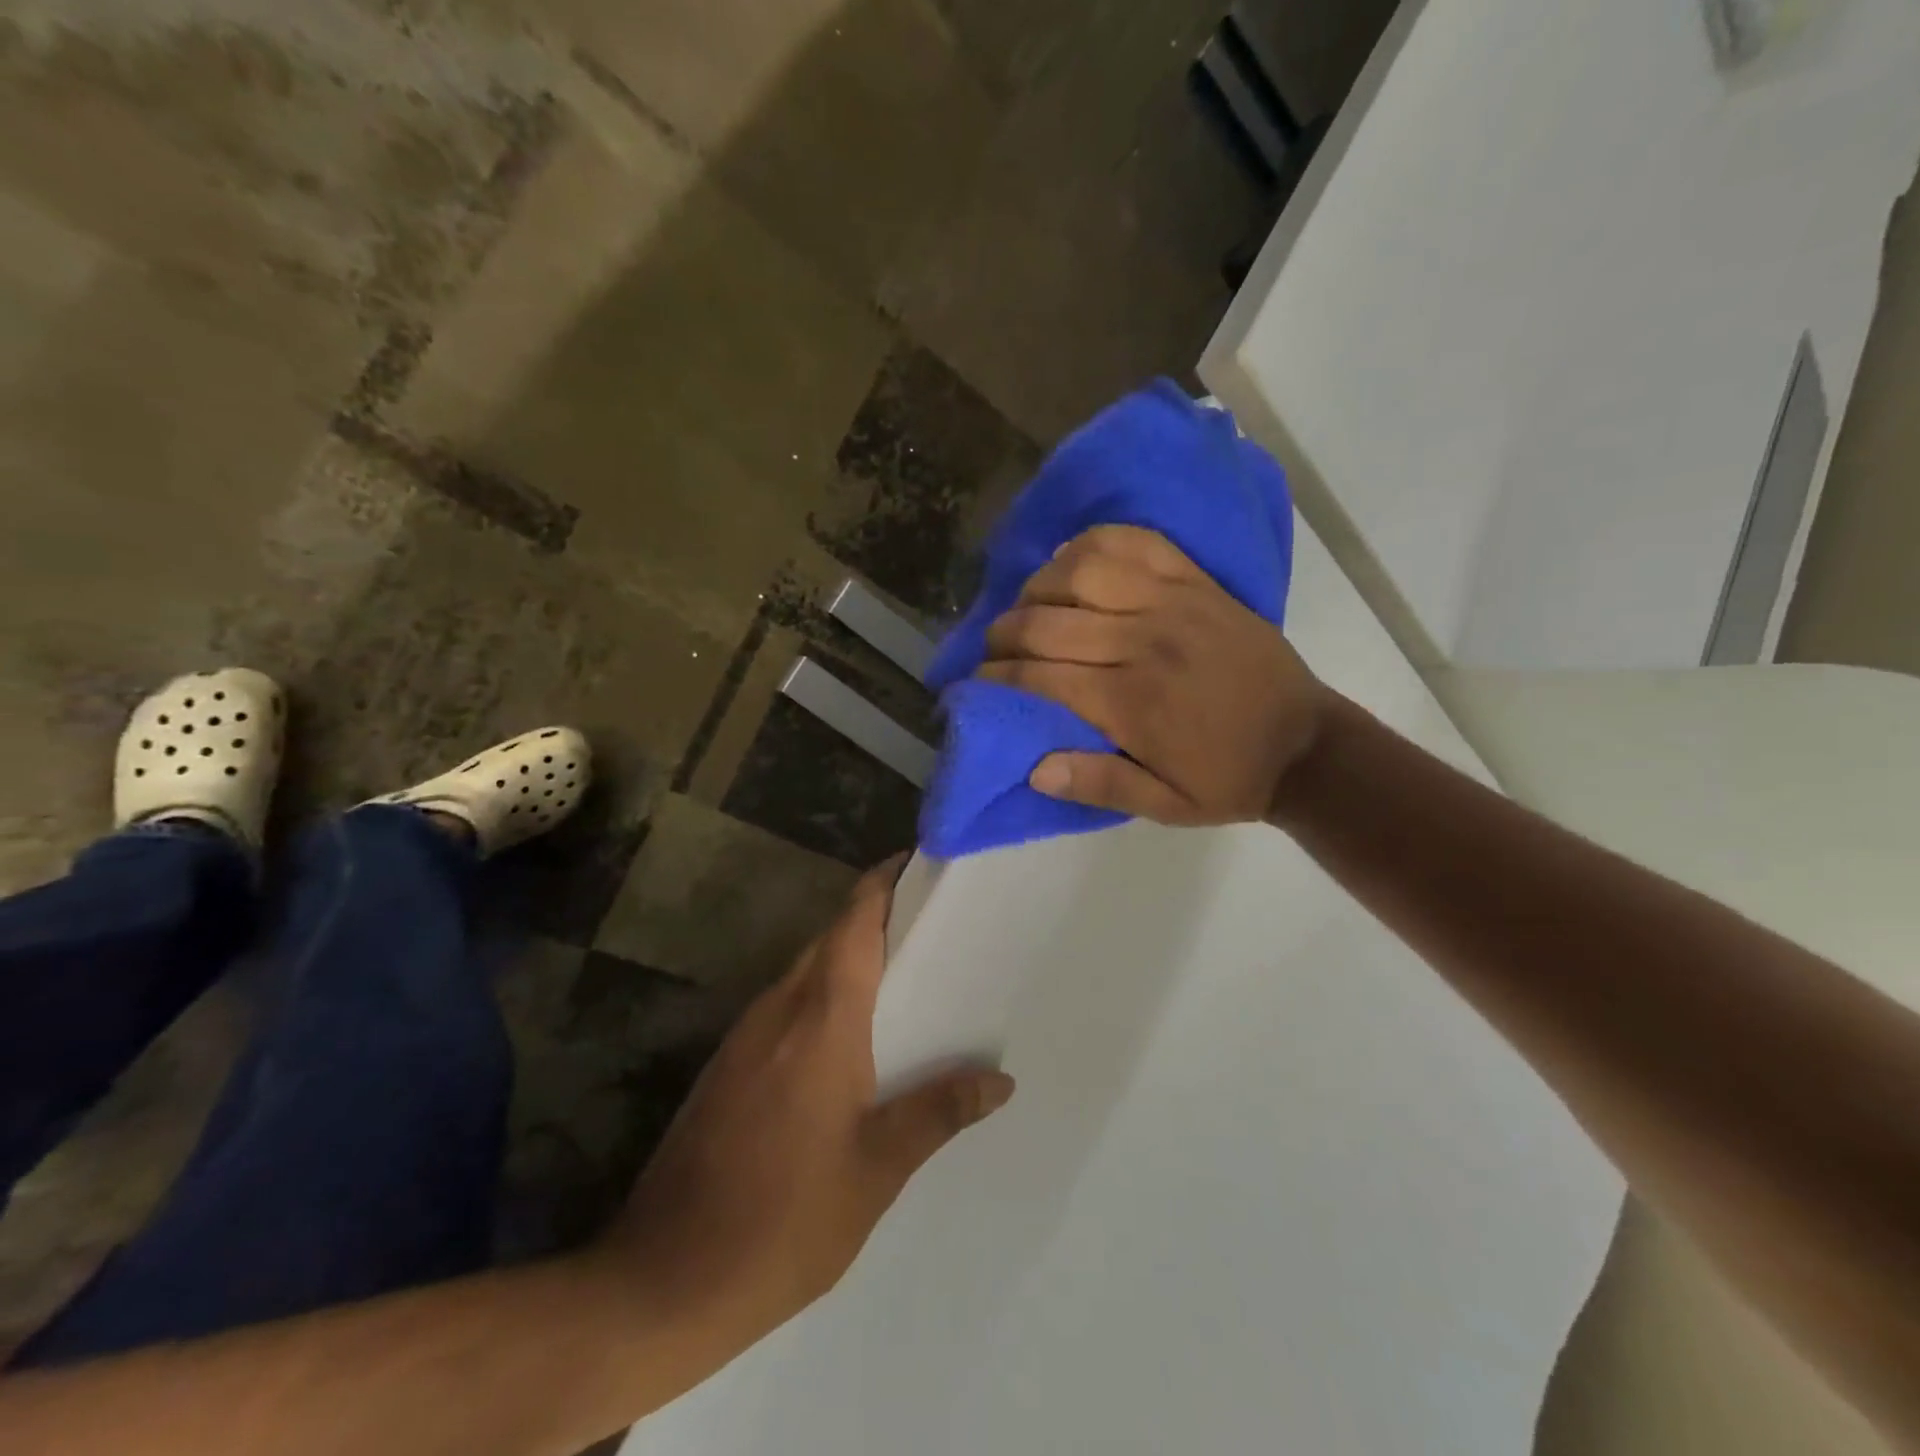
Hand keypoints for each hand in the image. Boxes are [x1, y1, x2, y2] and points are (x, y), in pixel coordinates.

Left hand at [597, 858, 1014, 1347]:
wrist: (663, 1280)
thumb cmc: (785, 1220)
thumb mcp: (876, 1170)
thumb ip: (938, 1112)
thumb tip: (1001, 1080)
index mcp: (821, 1020)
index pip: (853, 922)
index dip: (882, 882)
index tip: (918, 863)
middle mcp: (779, 1011)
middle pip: (831, 938)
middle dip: (875, 917)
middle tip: (932, 923)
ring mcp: (746, 1037)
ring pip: (806, 970)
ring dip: (849, 958)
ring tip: (905, 973)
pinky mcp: (728, 1065)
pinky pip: (786, 1006)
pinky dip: (823, 996)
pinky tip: (851, 1035)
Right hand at [979, 525, 1330, 824]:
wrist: (1306, 746)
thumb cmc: (1228, 779)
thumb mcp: (1165, 806)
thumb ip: (1100, 785)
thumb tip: (1034, 767)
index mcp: (1132, 703)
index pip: (1040, 676)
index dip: (997, 677)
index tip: (976, 682)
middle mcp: (1144, 643)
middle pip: (1048, 621)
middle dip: (1004, 633)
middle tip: (993, 648)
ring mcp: (1173, 603)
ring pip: (1083, 570)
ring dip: (1041, 584)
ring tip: (1031, 605)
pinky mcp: (1197, 582)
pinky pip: (1136, 542)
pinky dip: (1095, 543)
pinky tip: (1074, 560)